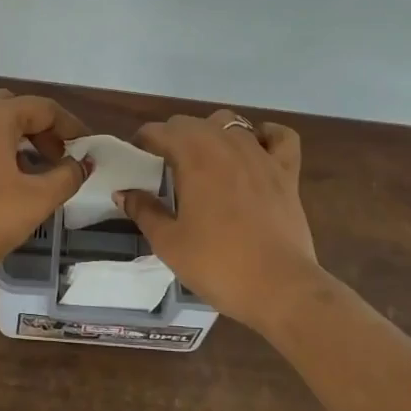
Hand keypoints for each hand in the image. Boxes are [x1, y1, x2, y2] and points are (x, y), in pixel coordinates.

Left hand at [0, 90, 90, 281]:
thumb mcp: (35, 200)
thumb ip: (66, 177)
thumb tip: (83, 163)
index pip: (42, 107)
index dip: (70, 125)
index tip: (87, 148)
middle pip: (13, 109)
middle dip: (41, 129)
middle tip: (59, 157)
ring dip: (17, 141)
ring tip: (35, 173)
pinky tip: (4, 183)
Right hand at [117, 110, 324, 331]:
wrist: (279, 287)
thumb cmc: (217, 264)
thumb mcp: (168, 242)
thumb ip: (144, 210)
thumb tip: (123, 192)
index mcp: (193, 157)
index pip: (159, 131)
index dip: (143, 142)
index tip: (136, 160)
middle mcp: (226, 144)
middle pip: (191, 122)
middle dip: (173, 137)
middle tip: (164, 166)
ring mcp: (260, 155)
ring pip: (230, 122)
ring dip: (210, 133)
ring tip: (203, 160)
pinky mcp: (287, 171)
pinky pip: (278, 136)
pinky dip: (265, 134)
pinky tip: (255, 148)